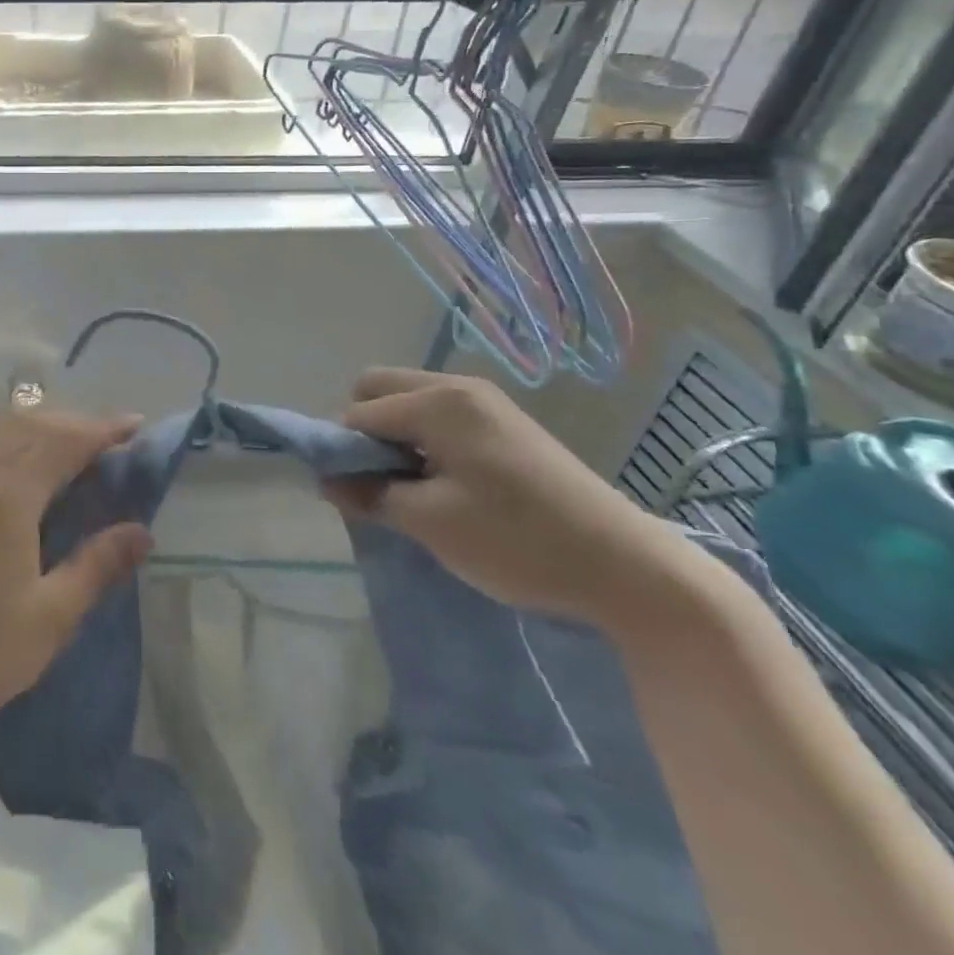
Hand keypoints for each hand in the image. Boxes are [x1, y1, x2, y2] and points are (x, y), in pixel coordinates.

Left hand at [0, 410, 151, 749]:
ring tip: (81, 458)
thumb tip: (141, 531)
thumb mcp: (45, 620)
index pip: (64, 441)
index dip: (104, 429)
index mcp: (8, 497)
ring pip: (6, 437)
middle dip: (78, 424)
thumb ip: (95, 568)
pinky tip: (34, 486)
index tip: (139, 426)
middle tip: (116, 443)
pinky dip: (22, 451)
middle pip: (32, 426)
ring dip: (47, 434)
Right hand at [326, 368, 690, 628]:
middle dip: (364, 431)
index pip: (359, 413)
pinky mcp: (506, 424)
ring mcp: (487, 403)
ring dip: (394, 437)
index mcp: (438, 402)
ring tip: (411, 488)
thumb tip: (326, 481)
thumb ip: (369, 494)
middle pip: (379, 389)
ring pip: (410, 402)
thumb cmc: (517, 540)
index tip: (350, 493)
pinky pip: (440, 416)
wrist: (627, 568)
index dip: (343, 451)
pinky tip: (444, 485)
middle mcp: (459, 387)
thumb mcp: (430, 522)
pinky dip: (424, 441)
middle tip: (380, 481)